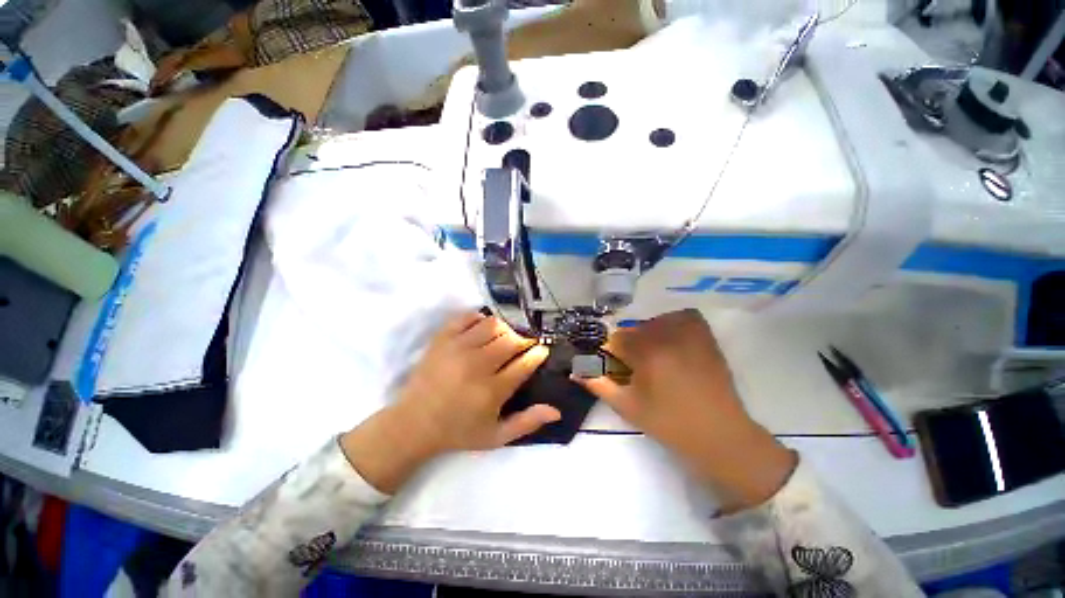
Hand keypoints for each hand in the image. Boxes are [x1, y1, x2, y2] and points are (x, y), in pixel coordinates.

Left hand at [341, 312, 557, 492]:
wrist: (413, 423)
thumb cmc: (458, 431)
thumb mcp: (496, 436)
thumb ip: (527, 423)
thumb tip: (557, 411)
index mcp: (492, 391)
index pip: (525, 363)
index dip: (538, 353)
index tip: (541, 350)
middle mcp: (477, 365)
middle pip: (511, 340)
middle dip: (524, 340)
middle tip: (523, 346)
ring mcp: (458, 348)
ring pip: (493, 325)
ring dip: (505, 329)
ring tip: (504, 338)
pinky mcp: (442, 339)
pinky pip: (467, 317)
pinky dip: (479, 318)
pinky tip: (482, 329)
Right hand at [575, 309, 795, 511]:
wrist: (720, 436)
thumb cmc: (669, 424)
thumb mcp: (627, 407)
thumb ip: (599, 385)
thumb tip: (575, 372)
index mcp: (647, 354)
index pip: (618, 339)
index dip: (613, 353)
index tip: (617, 368)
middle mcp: (668, 337)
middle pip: (636, 329)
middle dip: (630, 345)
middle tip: (636, 366)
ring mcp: (690, 335)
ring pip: (657, 320)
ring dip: (649, 333)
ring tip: (654, 354)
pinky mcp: (706, 338)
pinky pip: (685, 317)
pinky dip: (673, 323)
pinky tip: (672, 341)